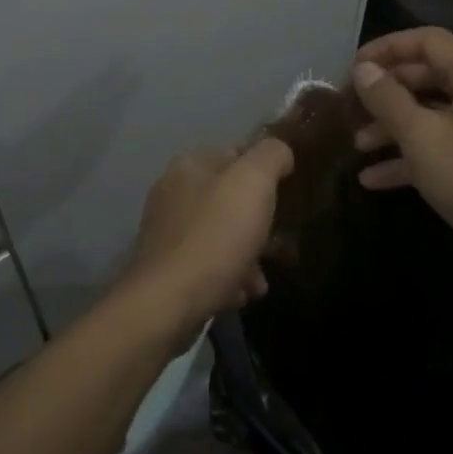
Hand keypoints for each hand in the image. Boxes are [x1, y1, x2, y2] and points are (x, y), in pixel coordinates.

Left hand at [115, 140, 294, 342]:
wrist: (169, 301)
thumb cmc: (216, 236)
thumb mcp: (254, 183)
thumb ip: (271, 156)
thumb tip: (280, 151)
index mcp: (190, 165)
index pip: (236, 154)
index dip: (266, 174)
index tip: (286, 199)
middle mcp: (172, 191)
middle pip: (230, 200)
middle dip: (257, 224)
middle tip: (278, 246)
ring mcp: (166, 230)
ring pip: (221, 234)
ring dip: (246, 255)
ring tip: (260, 281)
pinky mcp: (165, 267)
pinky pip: (207, 263)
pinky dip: (227, 276)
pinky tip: (239, 294)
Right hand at [350, 28, 452, 277]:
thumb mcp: (421, 136)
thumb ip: (387, 99)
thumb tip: (362, 70)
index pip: (428, 41)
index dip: (387, 48)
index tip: (354, 66)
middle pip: (428, 76)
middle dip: (386, 93)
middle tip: (351, 105)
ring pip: (432, 113)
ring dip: (393, 127)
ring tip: (357, 145)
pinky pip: (442, 142)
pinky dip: (411, 154)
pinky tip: (373, 178)